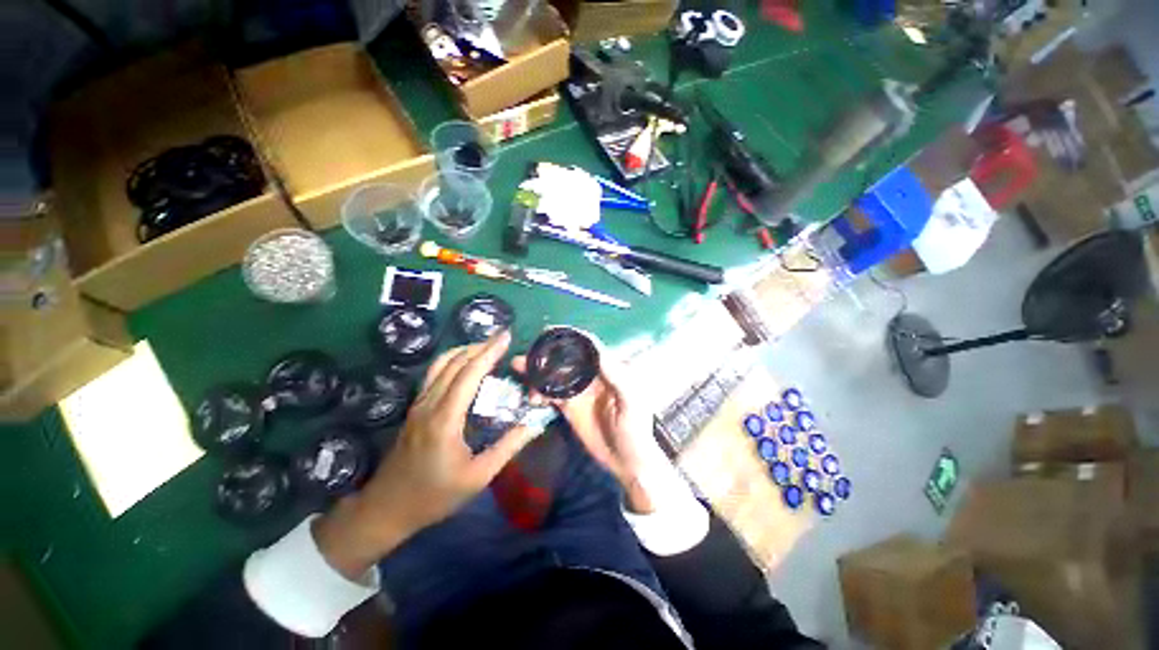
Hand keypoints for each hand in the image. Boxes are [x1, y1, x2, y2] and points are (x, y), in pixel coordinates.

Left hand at [316, 331, 535, 579]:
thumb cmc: (435, 495)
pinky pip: (434, 374)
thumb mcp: (478, 476)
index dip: (490, 352)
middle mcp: (429, 404)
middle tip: (502, 337)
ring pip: (441, 364)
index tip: (507, 337)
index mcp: (445, 418)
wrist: (387, 508)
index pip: (470, 373)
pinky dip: (453, 361)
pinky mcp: (415, 408)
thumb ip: (508, 446)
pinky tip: (465, 364)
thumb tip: (534, 423)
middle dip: (480, 345)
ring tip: (486, 345)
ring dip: (464, 350)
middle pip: (454, 362)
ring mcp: (418, 404)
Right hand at [513, 346, 659, 513]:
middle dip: (547, 352)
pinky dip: (539, 391)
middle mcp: (591, 375)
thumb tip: (597, 351)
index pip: (587, 346)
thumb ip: (616, 376)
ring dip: (537, 370)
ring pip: (554, 374)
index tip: (549, 331)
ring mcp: (578, 391)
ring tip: (519, 369)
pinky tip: (532, 396)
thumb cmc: (635, 429)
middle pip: (566, 357)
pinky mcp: (569, 406)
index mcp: (608, 369)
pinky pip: (550, 393)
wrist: (627, 461)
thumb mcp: (631, 401)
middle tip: (527, 352)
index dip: (569, 336)